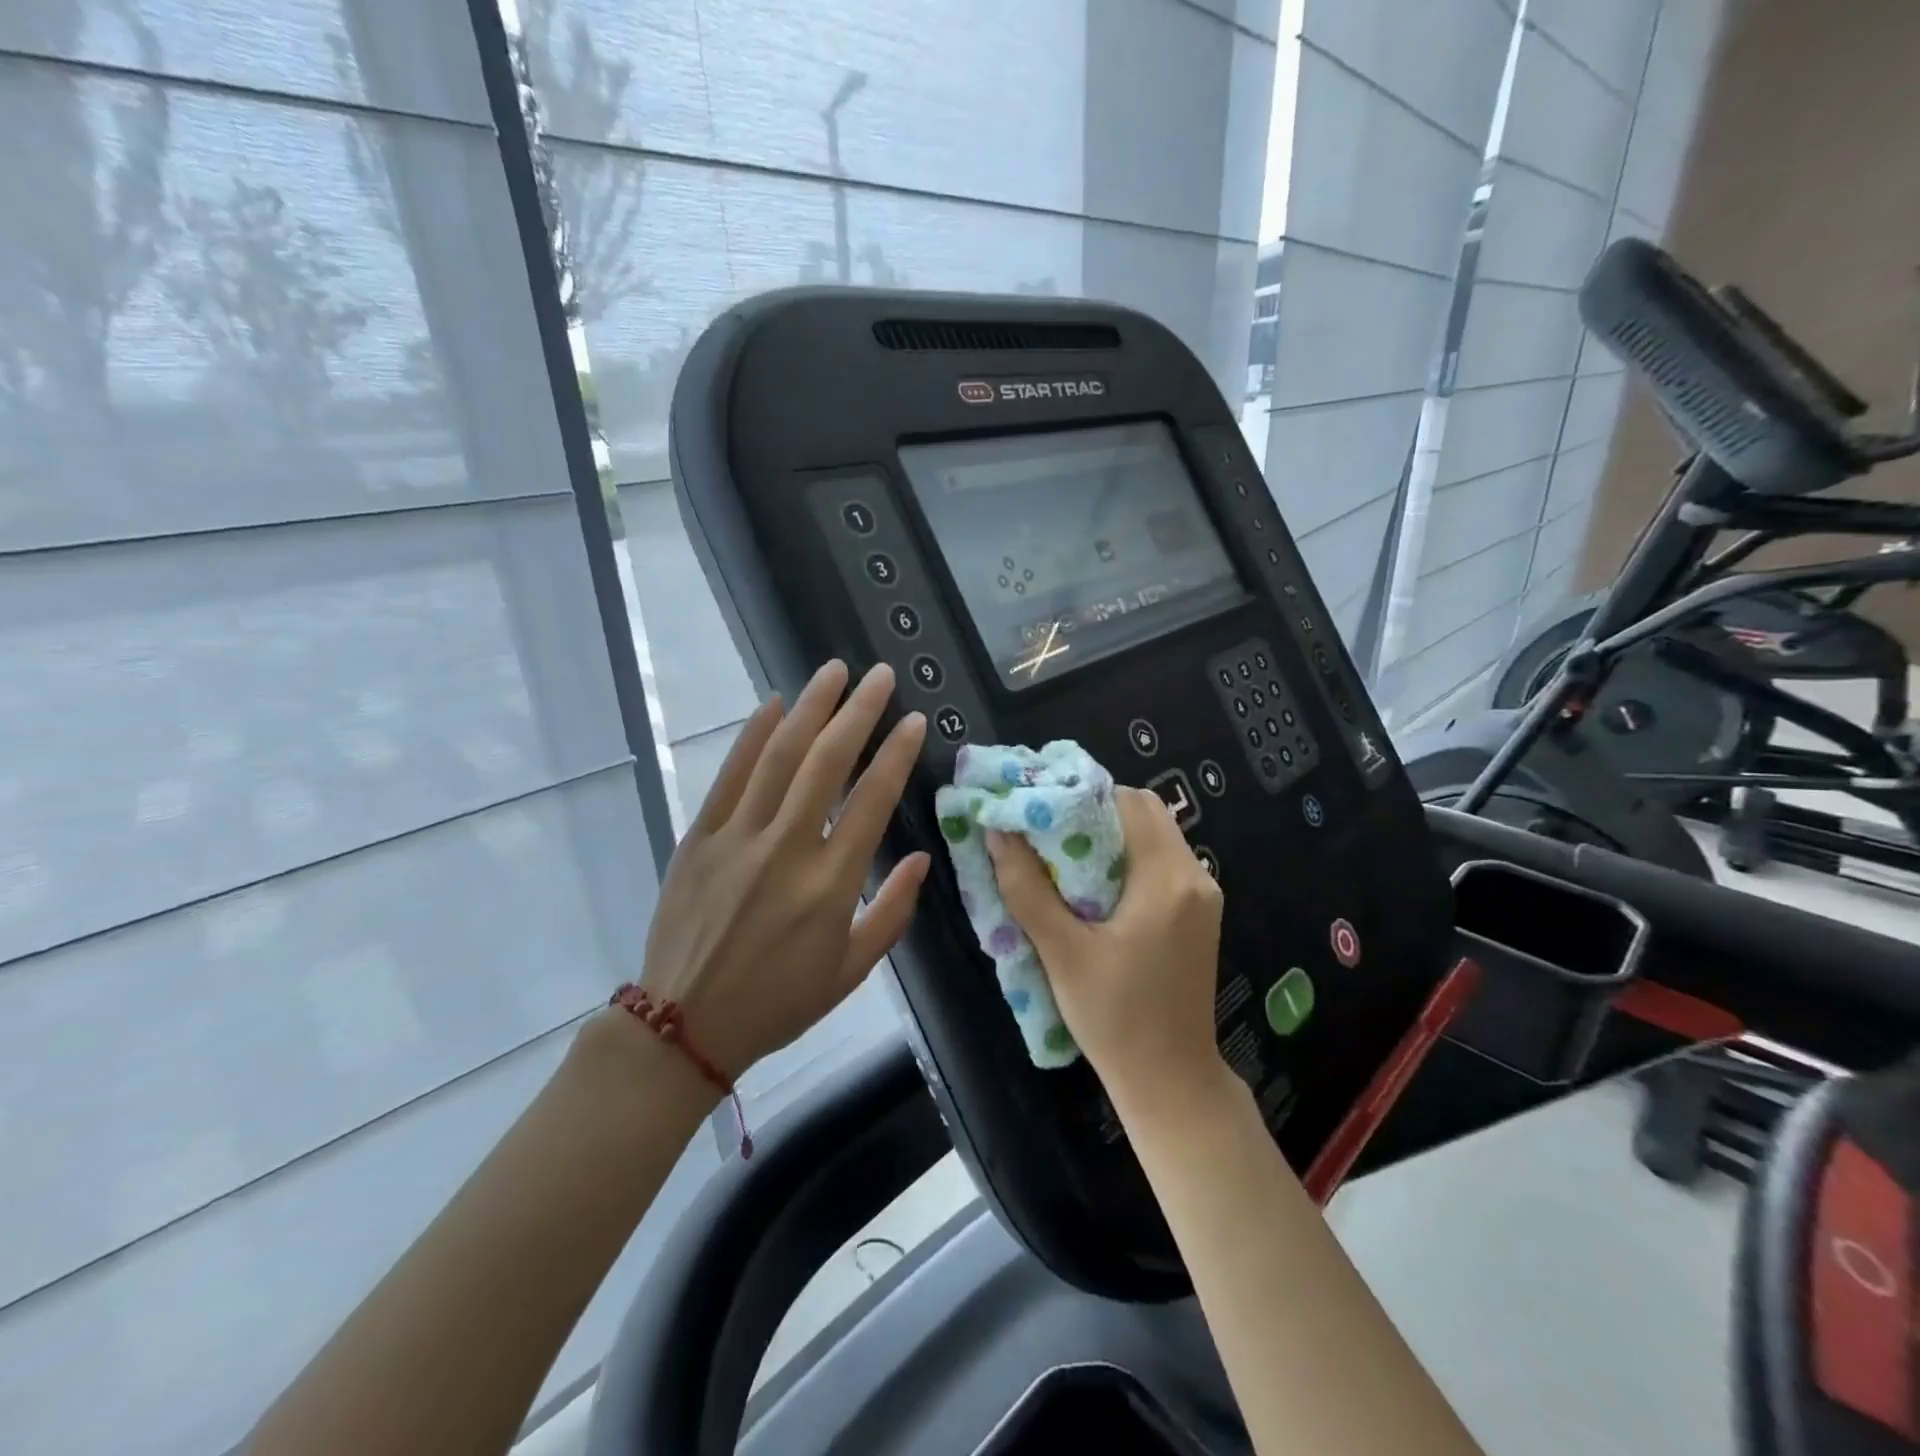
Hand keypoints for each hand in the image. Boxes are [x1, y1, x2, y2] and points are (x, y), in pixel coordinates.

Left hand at [637, 660, 929, 1079]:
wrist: (685, 1025)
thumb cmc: (778, 1002)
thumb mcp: (851, 971)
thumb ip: (893, 912)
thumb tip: (922, 858)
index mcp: (830, 884)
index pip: (872, 801)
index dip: (895, 754)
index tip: (912, 720)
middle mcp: (785, 849)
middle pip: (827, 763)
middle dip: (858, 712)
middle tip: (878, 676)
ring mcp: (737, 838)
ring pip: (779, 757)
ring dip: (809, 708)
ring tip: (833, 672)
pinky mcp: (699, 837)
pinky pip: (729, 776)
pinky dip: (753, 735)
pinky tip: (774, 704)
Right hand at [988, 788, 1225, 1106]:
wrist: (1171, 1082)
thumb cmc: (1115, 1018)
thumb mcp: (1062, 953)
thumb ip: (1027, 889)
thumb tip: (998, 833)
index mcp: (1167, 879)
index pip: (1129, 802)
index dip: (1083, 796)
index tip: (1042, 808)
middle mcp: (1195, 877)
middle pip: (1146, 813)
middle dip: (1096, 812)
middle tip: (1050, 832)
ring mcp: (1204, 897)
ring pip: (1155, 837)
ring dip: (1112, 836)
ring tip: (1065, 856)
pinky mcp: (1200, 916)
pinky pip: (1162, 864)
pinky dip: (1129, 860)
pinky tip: (1095, 886)